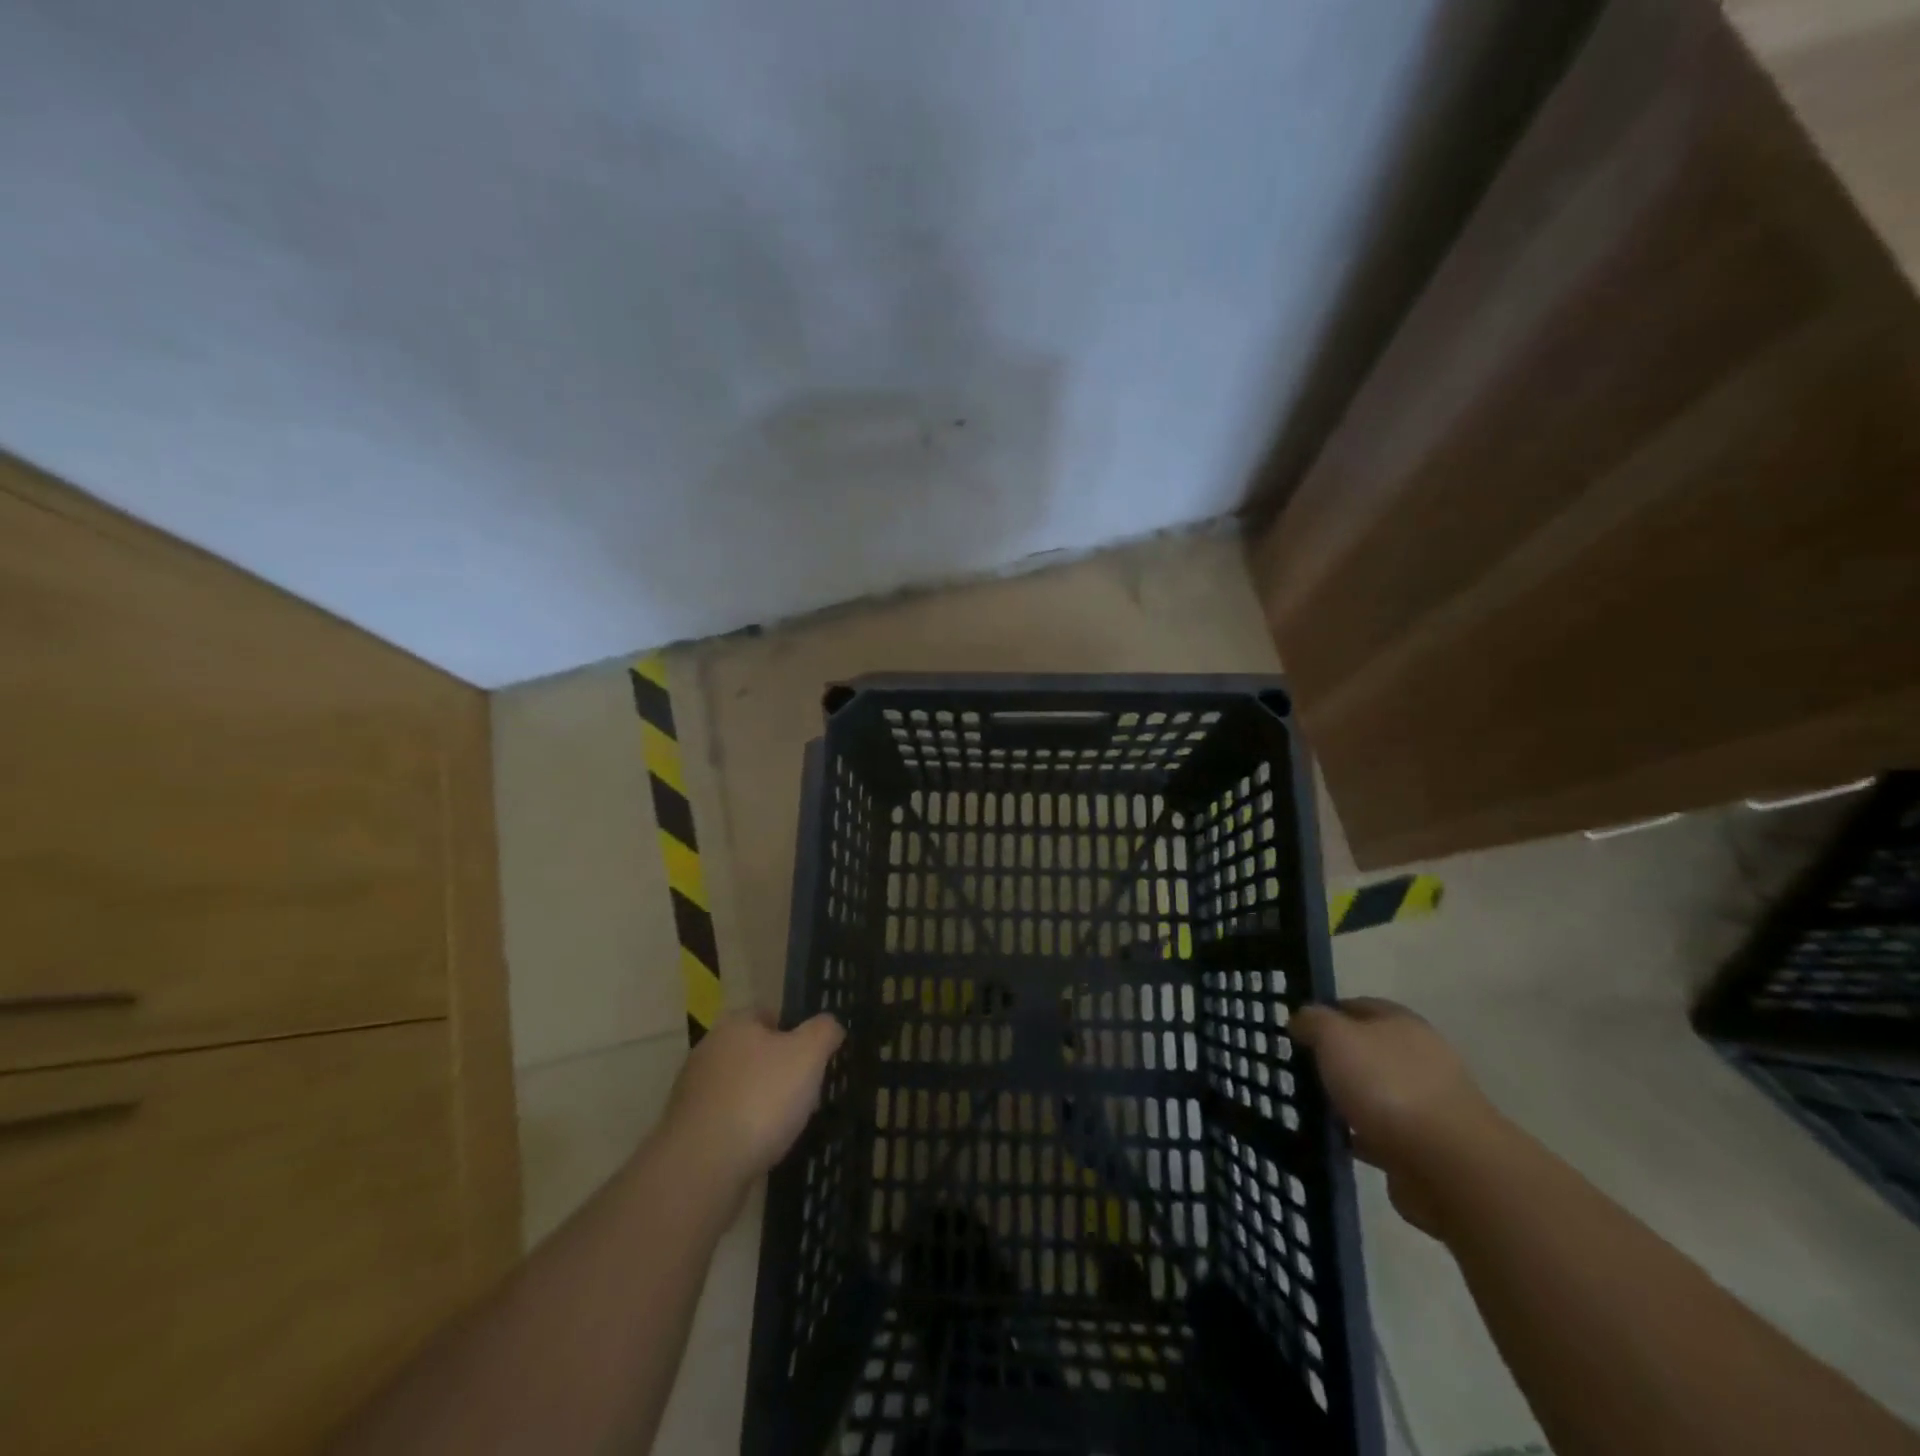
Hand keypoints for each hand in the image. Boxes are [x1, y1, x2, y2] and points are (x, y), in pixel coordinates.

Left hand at [657, 1011, 845, 1190]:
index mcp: (735, 1024)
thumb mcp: (808, 1054)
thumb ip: (824, 1031)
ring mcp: (694, 1092)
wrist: (701, 1169)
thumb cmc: (760, 1099)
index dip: (797, 1033)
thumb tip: (830, 1025)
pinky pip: (728, 1122)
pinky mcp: (687, 1131)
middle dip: (781, 1072)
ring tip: (788, 1127)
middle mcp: (709, 1051)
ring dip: (763, 1104)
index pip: (771, 1014)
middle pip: (756, 1053)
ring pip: (742, 1089)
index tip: (815, 1059)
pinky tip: (762, 1149)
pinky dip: (746, 1132)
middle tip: (807, 1094)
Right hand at [1292, 997, 1500, 1234]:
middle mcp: (1419, 1060)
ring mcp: (1425, 1106)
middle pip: (1366, 1051)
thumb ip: (1314, 1022)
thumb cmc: (1388, 1086)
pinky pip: (1379, 1134)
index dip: (1326, 1013)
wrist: (1449, 1167)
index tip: (1295, 1029)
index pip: (1358, 1006)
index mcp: (1403, 1025)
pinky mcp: (1423, 1148)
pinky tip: (1331, 1140)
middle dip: (1334, 1059)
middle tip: (1296, 1067)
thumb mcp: (1336, 1037)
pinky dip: (1357, 1136)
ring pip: (1372, 1094)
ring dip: (1345, 1099)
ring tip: (1306, 1105)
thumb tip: (1301, 1019)